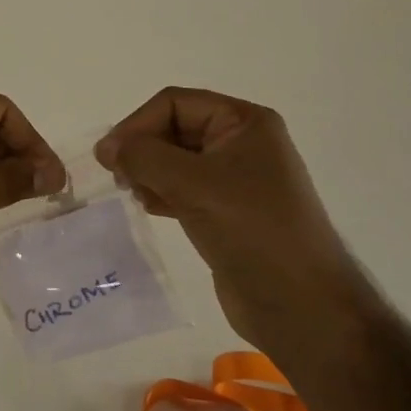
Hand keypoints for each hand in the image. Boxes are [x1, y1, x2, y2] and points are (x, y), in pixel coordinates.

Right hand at [95, 88, 353, 353]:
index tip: (108, 157)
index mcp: (244, 123)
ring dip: (148, 171)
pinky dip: (160, 192)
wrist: (302, 307)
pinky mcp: (226, 211)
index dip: (138, 124)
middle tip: (117, 177)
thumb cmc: (252, 231)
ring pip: (175, 160)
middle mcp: (241, 143)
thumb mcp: (193, 184)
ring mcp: (235, 179)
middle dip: (142, 148)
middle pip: (174, 128)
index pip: (175, 103)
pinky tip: (149, 207)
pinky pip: (183, 188)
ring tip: (133, 193)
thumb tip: (107, 148)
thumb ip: (144, 157)